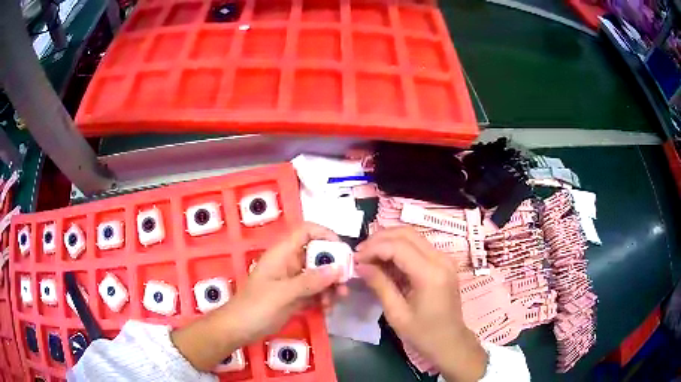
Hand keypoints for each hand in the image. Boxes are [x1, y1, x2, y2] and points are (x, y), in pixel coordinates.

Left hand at [172, 223, 347, 370]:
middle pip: (317, 255)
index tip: (342, 252)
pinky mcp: (294, 296)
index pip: (306, 231)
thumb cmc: (257, 306)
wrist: (239, 329)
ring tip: (334, 303)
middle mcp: (289, 263)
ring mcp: (292, 280)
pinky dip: (323, 298)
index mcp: (282, 253)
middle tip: (344, 285)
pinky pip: (315, 291)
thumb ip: (311, 281)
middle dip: (333, 269)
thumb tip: (338, 268)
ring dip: (330, 287)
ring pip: (319, 275)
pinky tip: (326, 310)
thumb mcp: (284, 293)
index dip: (325, 234)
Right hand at [355, 227, 487, 381]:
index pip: (398, 246)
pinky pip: (418, 246)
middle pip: (406, 233)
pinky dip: (399, 248)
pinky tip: (385, 260)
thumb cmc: (423, 334)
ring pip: (413, 236)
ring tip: (369, 255)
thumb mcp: (396, 313)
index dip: (373, 248)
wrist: (450, 342)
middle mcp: (441, 259)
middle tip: (360, 254)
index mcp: (430, 274)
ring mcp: (444, 259)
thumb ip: (379, 285)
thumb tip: (360, 265)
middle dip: (380, 239)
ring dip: (389, 241)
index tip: (355, 259)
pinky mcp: (443, 262)